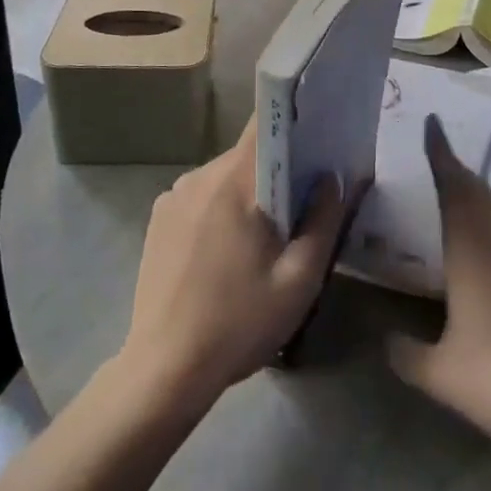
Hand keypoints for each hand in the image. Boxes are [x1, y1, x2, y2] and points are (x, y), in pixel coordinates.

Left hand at [119, 117, 353, 415]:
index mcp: (234, 182)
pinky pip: (201, 197)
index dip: (294, 121)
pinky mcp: (158, 218)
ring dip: (246, 195)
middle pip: (248, 155)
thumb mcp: (299, 279)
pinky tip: (225, 253)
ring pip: (224, 177)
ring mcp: (173, 196)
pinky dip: (219, 210)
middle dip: (276, 172)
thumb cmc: (239, 323)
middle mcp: (199, 176)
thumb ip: (323, 222)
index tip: (318, 134)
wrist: (164, 370)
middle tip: (300, 207)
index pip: (265, 125)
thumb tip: (333, 178)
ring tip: (261, 239)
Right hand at [387, 116, 490, 462]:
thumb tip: (385, 339)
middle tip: (435, 158)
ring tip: (457, 195)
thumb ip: (406, 353)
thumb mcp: (441, 374)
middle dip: (456, 170)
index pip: (453, 188)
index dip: (441, 154)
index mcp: (472, 251)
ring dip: (478, 192)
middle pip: (479, 192)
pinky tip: (487, 244)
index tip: (433, 122)